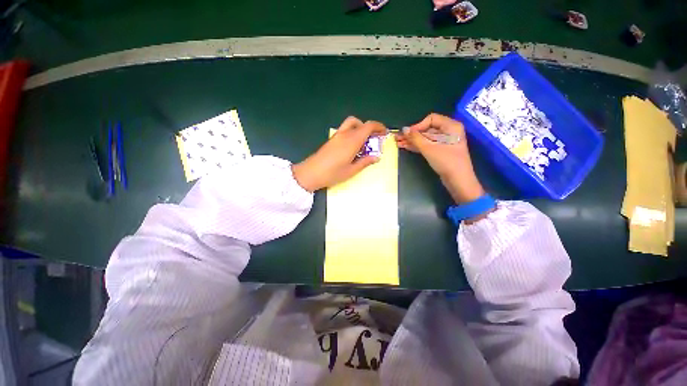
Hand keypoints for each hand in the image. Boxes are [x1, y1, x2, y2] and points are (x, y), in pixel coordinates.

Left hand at [292, 116, 385, 191]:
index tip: (384, 133)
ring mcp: (337, 136)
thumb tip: (376, 157)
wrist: (311, 173)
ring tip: (363, 142)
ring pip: (351, 124)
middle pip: (360, 122)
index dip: (378, 127)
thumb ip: (365, 162)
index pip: (368, 126)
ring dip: (360, 128)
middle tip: (374, 139)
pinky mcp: (331, 140)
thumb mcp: (351, 171)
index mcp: (352, 141)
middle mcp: (345, 134)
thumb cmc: (332, 174)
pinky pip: (345, 130)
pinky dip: (352, 133)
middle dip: (370, 128)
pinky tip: (352, 147)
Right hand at [396, 113, 484, 203]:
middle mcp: (449, 131)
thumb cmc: (446, 161)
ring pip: (426, 138)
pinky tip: (406, 147)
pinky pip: (428, 145)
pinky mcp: (441, 150)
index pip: (431, 119)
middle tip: (398, 138)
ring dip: (412, 141)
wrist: (458, 180)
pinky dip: (418, 146)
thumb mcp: (429, 148)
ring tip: (398, 143)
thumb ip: (415, 138)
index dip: (418, 125)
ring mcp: (445, 142)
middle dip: (412, 134)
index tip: (407, 134)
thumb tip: (404, 129)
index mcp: (451, 126)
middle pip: (427, 129)